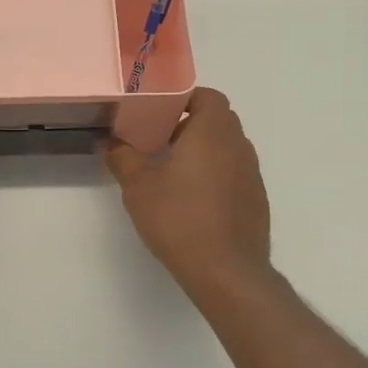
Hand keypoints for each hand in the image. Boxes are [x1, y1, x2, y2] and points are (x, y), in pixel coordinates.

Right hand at [106, 88, 271, 298]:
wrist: (226, 271)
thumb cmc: (179, 219)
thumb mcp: (138, 187)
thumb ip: (123, 158)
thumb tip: (110, 142)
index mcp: (213, 132)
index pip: (208, 96)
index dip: (185, 98)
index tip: (160, 112)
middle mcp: (239, 146)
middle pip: (219, 120)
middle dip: (190, 124)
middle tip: (159, 140)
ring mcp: (252, 174)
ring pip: (228, 147)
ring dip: (204, 150)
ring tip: (173, 171)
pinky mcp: (256, 200)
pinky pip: (235, 173)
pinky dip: (216, 175)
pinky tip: (193, 200)